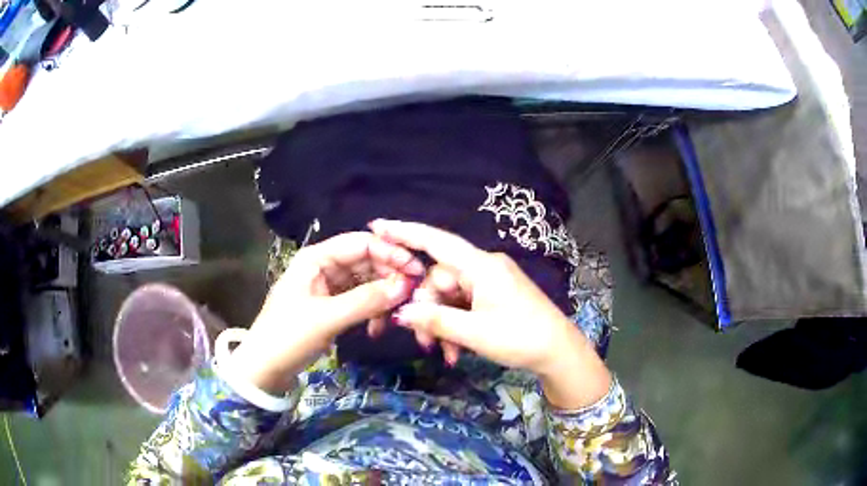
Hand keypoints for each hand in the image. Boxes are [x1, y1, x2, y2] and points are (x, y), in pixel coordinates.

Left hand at [224, 232, 423, 394]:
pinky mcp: (332, 306)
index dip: (390, 253)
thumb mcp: (326, 318)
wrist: (265, 369)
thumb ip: (366, 300)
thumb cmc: (288, 337)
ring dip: (383, 296)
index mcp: (316, 257)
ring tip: (396, 314)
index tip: (416, 270)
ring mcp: (329, 286)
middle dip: (390, 276)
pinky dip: (372, 310)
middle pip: (366, 261)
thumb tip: (406, 285)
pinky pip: (360, 300)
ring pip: (366, 282)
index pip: (361, 243)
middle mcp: (324, 266)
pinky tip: (378, 328)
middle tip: (413, 294)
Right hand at [370, 219, 611, 408]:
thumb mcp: (475, 333)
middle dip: (427, 310)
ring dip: (441, 324)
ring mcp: (490, 282)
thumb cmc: (521, 338)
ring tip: (445, 353)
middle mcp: (484, 268)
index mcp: (481, 266)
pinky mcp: (494, 296)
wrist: (559, 351)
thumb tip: (401, 312)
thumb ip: (435, 320)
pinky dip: (456, 326)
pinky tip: (457, 351)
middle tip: (425, 343)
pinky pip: (463, 305)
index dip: (405, 232)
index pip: (436, 241)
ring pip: (449, 297)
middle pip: (438, 280)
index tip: (377, 226)